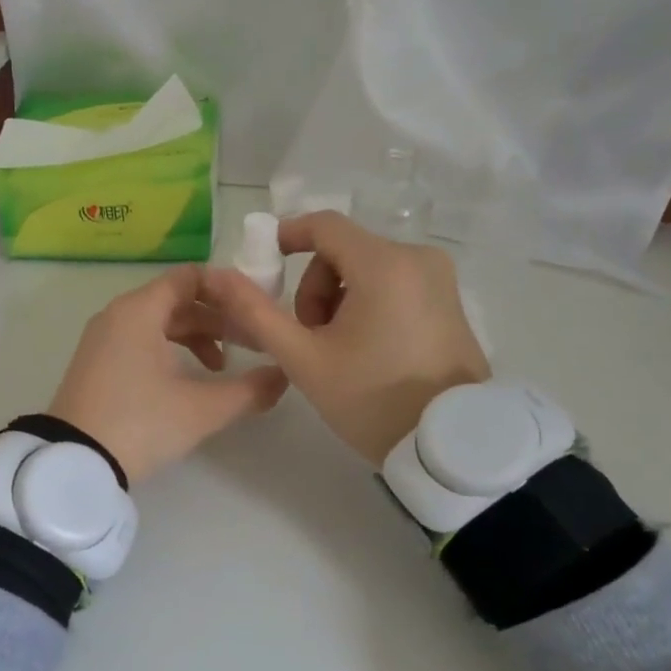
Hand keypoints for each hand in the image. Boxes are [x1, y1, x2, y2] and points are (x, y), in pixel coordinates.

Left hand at [48, 264, 288, 483]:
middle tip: (250, 344)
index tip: (255, 310)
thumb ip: (249, 390)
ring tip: (222, 368)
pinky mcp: (96, 363)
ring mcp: (103, 339)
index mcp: (140, 310)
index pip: (190, 277)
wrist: (73, 462)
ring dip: (195, 338)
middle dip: (217, 319)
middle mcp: (118, 314)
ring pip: (159, 322)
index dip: (227, 289)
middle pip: (177, 300)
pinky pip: (140, 340)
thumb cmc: (139, 423)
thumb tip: (283, 376)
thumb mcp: (201, 409)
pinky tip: (186, 380)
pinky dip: (169, 350)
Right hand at [205, 213, 488, 465]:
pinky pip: (395, 283)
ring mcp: (440, 279)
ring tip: (339, 350)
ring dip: (340, 299)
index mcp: (384, 264)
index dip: (288, 236)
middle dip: (316, 288)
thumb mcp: (304, 359)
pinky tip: (368, 349)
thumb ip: (257, 313)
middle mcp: (418, 258)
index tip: (266, 265)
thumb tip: (219, 277)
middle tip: (310, 338)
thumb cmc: (372, 399)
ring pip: (368, 268)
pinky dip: (369, 304)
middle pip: (345, 250)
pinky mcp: (450, 299)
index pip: (324, 225)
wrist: (447, 445)